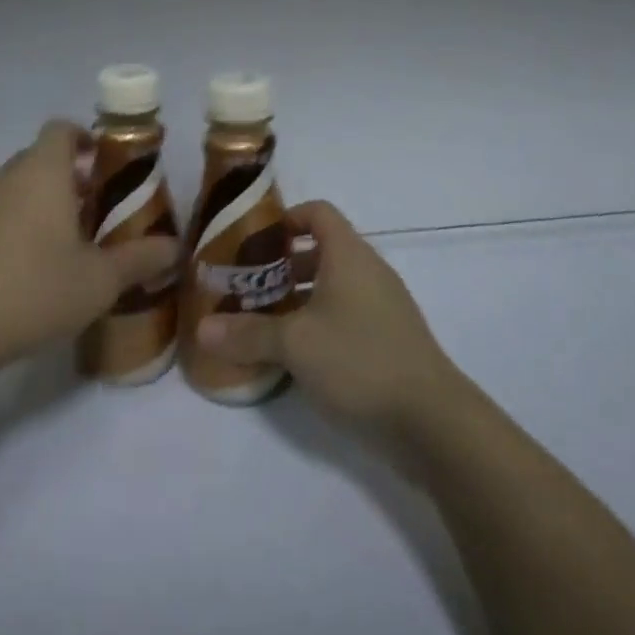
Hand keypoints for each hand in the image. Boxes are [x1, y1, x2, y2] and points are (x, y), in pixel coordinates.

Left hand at [0, 120, 179, 367]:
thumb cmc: (35, 291)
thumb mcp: (100, 280)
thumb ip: (140, 259)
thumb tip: (175, 248)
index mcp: (43, 173)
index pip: (61, 129)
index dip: (85, 137)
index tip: (106, 164)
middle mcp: (8, 176)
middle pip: (41, 157)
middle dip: (71, 175)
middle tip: (97, 208)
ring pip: (17, 185)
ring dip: (43, 199)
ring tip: (68, 239)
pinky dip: (18, 221)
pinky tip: (31, 265)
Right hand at [195, 200, 462, 439]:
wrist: (433, 421)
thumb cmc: (359, 360)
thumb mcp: (294, 345)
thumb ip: (247, 333)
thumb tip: (202, 329)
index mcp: (349, 256)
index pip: (318, 213)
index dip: (285, 218)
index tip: (253, 241)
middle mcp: (368, 272)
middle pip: (320, 251)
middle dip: (280, 266)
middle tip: (245, 287)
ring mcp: (382, 307)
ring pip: (332, 287)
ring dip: (297, 299)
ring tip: (262, 322)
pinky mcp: (388, 339)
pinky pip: (345, 316)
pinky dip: (318, 324)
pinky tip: (295, 356)